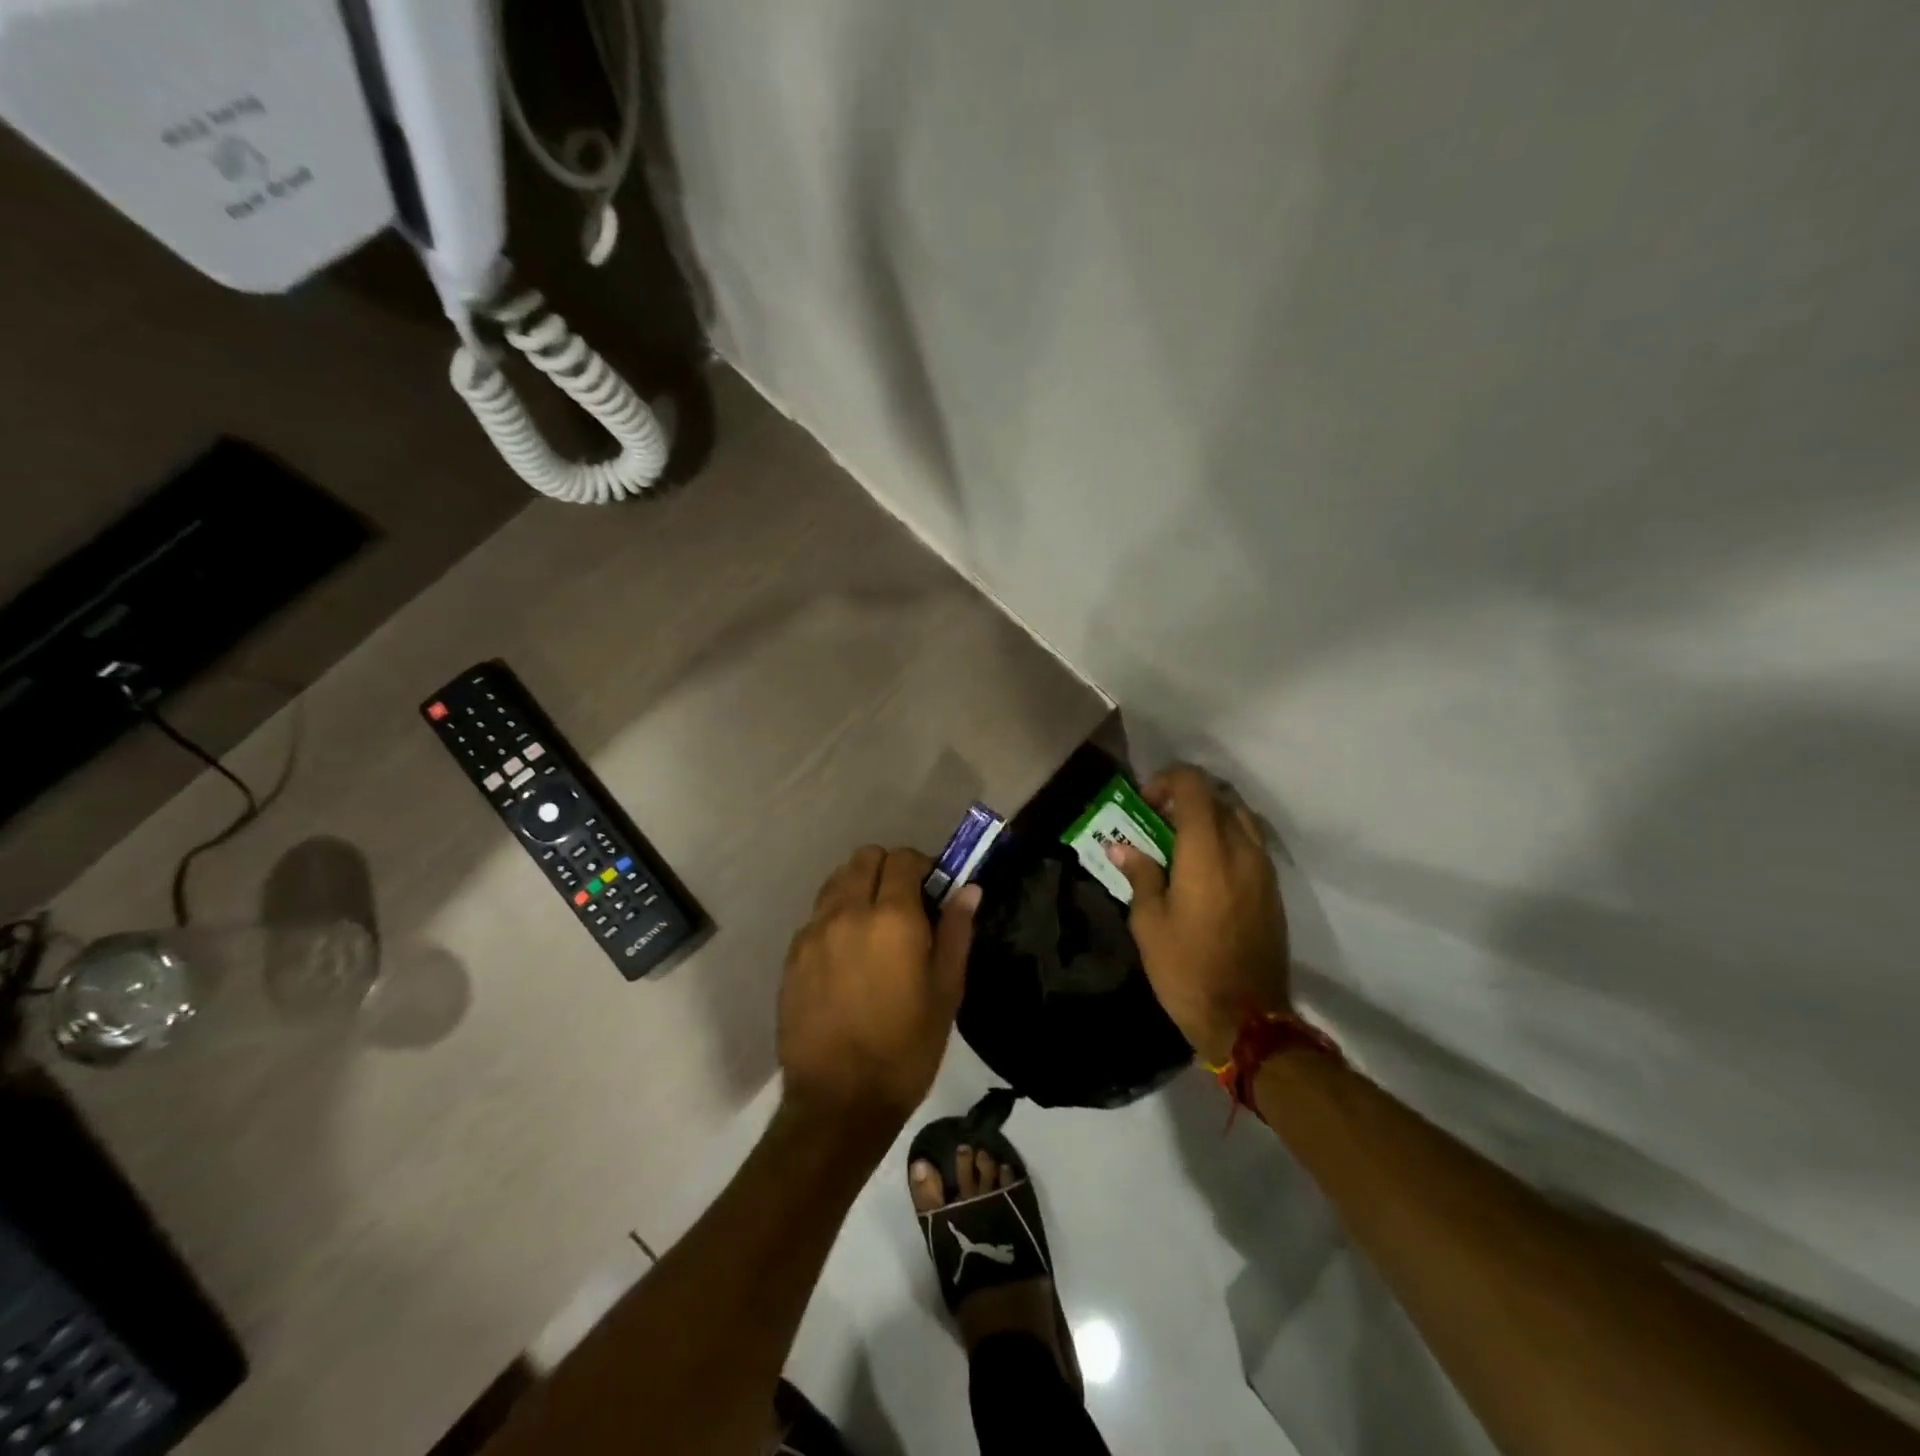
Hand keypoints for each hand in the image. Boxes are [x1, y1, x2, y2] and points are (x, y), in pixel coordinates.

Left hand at [778, 846, 978, 1133]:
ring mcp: (813, 933)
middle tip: (905, 905)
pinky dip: (835, 917)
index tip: (932, 891)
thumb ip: (956, 932)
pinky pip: (817, 915)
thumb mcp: (945, 993)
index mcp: (892, 919)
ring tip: (874, 927)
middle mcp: (847, 913)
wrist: (838, 1103)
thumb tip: (969, 889)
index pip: (902, 859)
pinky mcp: (792, 956)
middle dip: (888, 870)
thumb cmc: (905, 1050)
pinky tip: (847, 956)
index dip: (921, 866)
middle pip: (864, 858)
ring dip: (859, 888)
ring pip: (836, 882)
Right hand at [1106, 765, 1290, 1065]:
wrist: (1247, 1019)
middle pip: (1220, 797)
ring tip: (1183, 843)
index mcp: (1207, 850)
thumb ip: (1140, 874)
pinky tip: (1206, 869)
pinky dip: (1228, 839)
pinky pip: (1252, 844)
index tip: (1145, 804)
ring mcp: (1264, 870)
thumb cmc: (1186, 968)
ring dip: (1211, 817)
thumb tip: (1123, 848)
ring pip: (1241, 818)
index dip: (1167, 781)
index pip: (1194, 786)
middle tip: (1158, 822)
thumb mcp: (1149, 922)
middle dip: (1186, 798)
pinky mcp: (1273, 891)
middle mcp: (1242, 849)